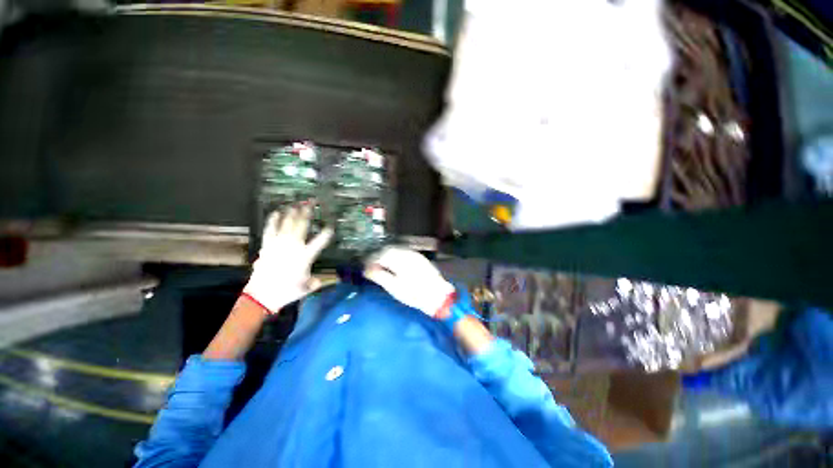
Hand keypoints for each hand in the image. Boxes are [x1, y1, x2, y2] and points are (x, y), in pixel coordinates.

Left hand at [243, 204, 332, 313]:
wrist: (261, 295)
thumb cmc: (287, 291)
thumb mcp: (305, 288)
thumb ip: (314, 282)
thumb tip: (319, 281)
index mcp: (305, 256)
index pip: (320, 242)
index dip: (326, 233)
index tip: (331, 227)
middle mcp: (293, 247)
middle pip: (301, 226)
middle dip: (307, 214)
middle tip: (310, 203)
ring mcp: (279, 244)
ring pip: (286, 225)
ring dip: (291, 213)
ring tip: (296, 204)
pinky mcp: (267, 246)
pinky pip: (270, 229)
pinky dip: (273, 220)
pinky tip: (275, 212)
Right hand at [364, 246, 454, 318]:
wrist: (438, 295)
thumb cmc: (415, 294)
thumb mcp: (394, 287)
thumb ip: (379, 276)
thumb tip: (367, 270)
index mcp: (399, 260)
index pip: (380, 255)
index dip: (371, 260)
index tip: (365, 267)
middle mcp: (407, 253)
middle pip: (388, 250)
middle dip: (378, 256)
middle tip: (372, 266)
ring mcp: (415, 255)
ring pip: (396, 250)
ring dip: (387, 256)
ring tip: (382, 266)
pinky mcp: (420, 258)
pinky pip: (404, 253)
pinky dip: (396, 257)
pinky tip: (395, 265)